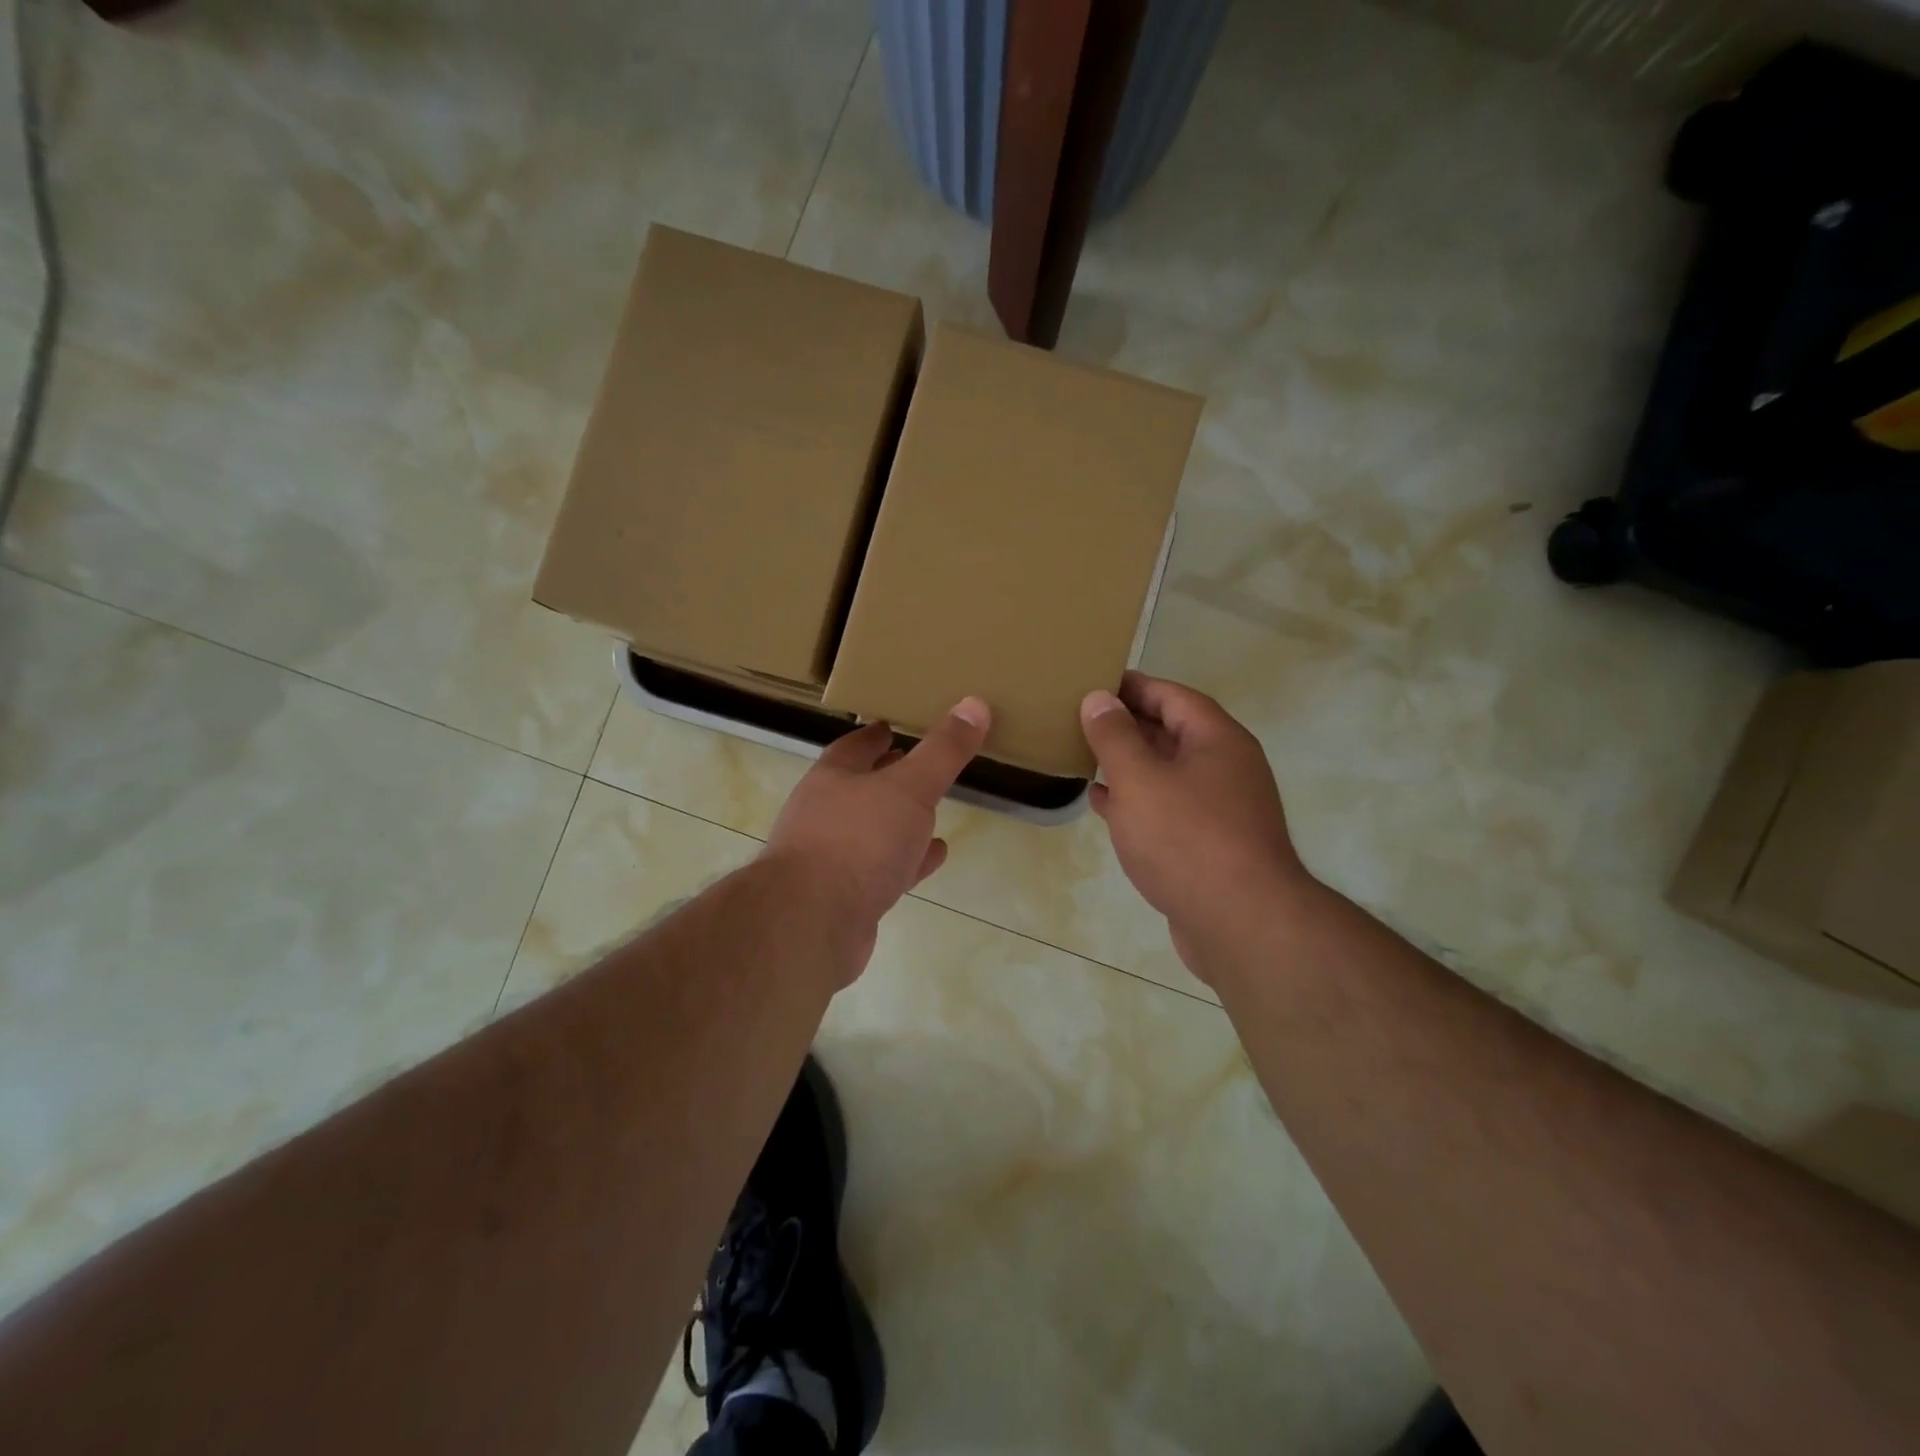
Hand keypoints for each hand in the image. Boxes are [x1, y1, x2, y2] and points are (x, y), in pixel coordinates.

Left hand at [764, 698, 990, 967]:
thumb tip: (975, 704)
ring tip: (934, 813)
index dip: (875, 735)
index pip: (854, 747)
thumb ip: (943, 751)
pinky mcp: (845, 898)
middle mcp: (824, 815)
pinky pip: (883, 870)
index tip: (894, 726)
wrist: (812, 924)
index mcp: (832, 779)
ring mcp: (831, 859)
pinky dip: (909, 861)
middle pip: (860, 788)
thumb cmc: (858, 840)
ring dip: (899, 822)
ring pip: (872, 831)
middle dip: (888, 777)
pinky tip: (933, 857)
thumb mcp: (909, 787)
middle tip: (920, 766)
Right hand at [1081, 672, 1314, 980]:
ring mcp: (1221, 809)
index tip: (1093, 681)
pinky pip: (1168, 808)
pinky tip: (1103, 804)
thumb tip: (1099, 698)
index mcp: (1217, 740)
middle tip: (1080, 717)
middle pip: (1172, 732)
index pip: (1172, 696)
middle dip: (1127, 724)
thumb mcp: (1140, 779)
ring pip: (1168, 772)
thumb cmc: (1187, 839)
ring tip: (1085, 755)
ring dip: (1129, 763)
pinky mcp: (1210, 845)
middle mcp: (1225, 767)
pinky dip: (1135, 800)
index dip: (1132, 686)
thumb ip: (1115, 736)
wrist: (1241, 924)